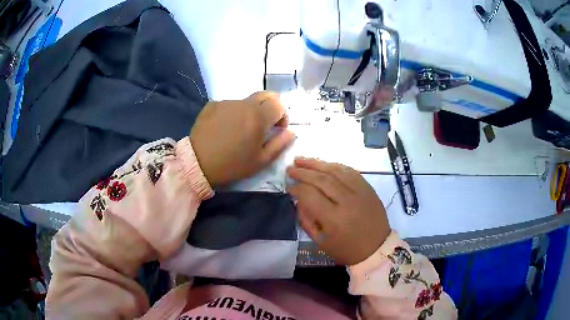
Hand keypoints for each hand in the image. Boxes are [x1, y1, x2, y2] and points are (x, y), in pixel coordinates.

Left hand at [190, 92, 294, 186]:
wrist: (197, 163)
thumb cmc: (232, 165)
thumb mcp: (261, 161)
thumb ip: (280, 144)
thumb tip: (291, 132)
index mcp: (258, 117)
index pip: (279, 104)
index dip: (282, 115)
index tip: (277, 128)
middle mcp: (243, 104)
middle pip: (265, 95)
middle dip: (270, 107)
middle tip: (263, 125)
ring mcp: (226, 102)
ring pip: (246, 101)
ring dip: (250, 111)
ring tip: (239, 130)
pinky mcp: (212, 105)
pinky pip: (230, 105)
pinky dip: (233, 113)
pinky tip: (224, 128)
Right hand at [287, 158, 389, 264]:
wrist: (377, 248)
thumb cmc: (346, 249)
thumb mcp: (320, 241)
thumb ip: (306, 220)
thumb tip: (298, 200)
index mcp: (334, 219)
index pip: (310, 195)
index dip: (297, 189)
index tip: (289, 188)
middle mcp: (347, 201)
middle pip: (321, 179)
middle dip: (303, 172)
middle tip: (290, 169)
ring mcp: (360, 191)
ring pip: (335, 170)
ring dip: (316, 163)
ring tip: (301, 160)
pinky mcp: (368, 187)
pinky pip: (349, 171)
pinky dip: (334, 166)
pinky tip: (324, 164)